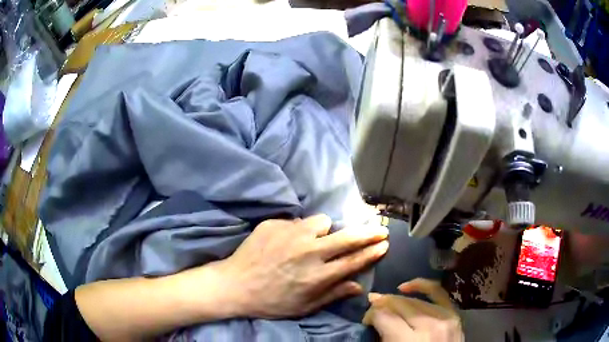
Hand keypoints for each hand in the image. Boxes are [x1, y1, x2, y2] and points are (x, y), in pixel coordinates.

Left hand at [213, 214, 388, 318]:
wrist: (235, 285)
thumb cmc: (271, 301)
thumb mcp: (304, 306)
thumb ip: (333, 294)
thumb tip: (359, 286)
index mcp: (318, 276)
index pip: (354, 260)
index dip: (372, 251)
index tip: (384, 243)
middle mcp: (309, 252)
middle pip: (347, 237)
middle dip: (367, 232)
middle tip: (378, 229)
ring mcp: (291, 234)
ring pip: (322, 222)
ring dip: (325, 230)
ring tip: (314, 240)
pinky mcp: (275, 224)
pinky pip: (297, 221)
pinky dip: (298, 230)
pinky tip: (286, 242)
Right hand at [363, 278, 462, 341]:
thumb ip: (382, 338)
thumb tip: (374, 318)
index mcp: (407, 341)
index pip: (383, 316)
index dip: (370, 316)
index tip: (366, 323)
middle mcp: (427, 326)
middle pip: (398, 304)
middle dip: (381, 306)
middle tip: (373, 313)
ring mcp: (444, 319)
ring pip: (414, 300)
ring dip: (397, 299)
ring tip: (386, 303)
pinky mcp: (454, 316)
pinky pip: (438, 292)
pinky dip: (422, 285)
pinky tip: (407, 287)